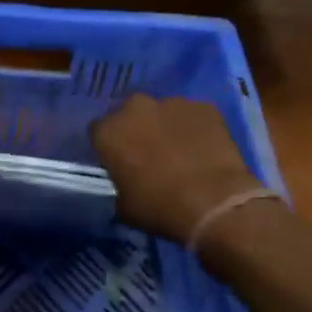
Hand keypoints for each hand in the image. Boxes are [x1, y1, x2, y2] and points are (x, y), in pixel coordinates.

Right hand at [91, 94, 266, 243]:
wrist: (213, 204)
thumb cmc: (159, 208)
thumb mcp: (124, 205)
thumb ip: (120, 183)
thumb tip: (129, 181)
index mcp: (108, 132)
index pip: (98, 131)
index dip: (109, 146)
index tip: (118, 160)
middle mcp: (135, 108)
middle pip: (130, 113)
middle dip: (136, 128)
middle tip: (148, 152)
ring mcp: (172, 103)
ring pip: (163, 112)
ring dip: (166, 126)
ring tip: (180, 150)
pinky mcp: (205, 107)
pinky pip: (193, 115)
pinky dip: (194, 127)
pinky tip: (203, 148)